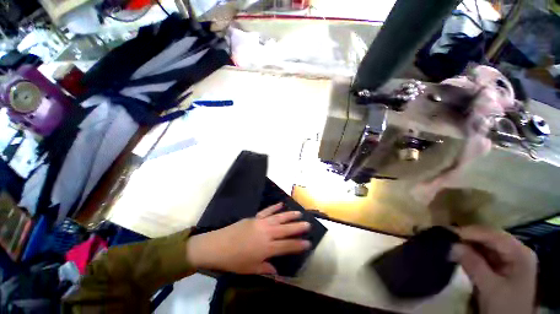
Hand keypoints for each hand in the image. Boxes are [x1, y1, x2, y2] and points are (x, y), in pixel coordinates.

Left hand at [187, 203, 310, 274]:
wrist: (218, 246)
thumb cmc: (234, 261)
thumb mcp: (250, 269)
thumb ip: (266, 268)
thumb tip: (277, 269)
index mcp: (267, 248)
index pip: (287, 246)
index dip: (298, 244)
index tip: (308, 242)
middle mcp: (267, 233)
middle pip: (286, 229)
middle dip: (298, 227)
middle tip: (308, 224)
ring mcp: (261, 222)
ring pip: (279, 217)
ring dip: (290, 215)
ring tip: (299, 213)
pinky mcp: (255, 217)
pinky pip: (267, 210)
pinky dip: (275, 207)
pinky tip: (281, 204)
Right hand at [450, 226, 536, 313]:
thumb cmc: (505, 306)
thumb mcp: (490, 288)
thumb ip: (473, 265)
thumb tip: (452, 245)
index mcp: (520, 253)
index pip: (493, 235)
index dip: (471, 232)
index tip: (448, 232)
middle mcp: (516, 251)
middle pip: (490, 238)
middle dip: (468, 238)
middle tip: (446, 238)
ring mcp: (510, 259)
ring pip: (486, 245)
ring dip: (468, 245)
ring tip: (450, 244)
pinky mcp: (502, 267)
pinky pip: (485, 254)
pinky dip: (471, 253)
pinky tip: (460, 254)